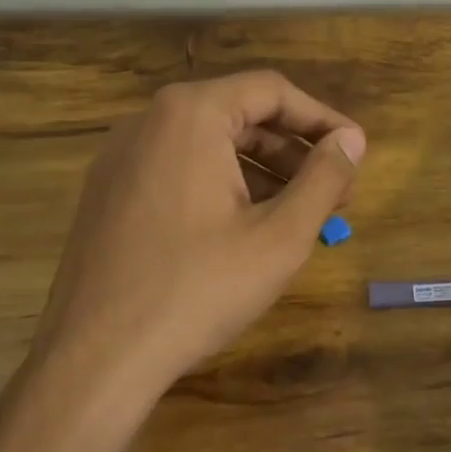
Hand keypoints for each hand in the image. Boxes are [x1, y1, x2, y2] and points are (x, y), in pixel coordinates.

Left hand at [37, 72, 365, 386]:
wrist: (94, 360)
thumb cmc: (197, 289)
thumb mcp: (279, 235)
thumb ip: (324, 178)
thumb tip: (353, 139)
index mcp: (190, 114)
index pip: (272, 91)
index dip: (322, 119)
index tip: (355, 152)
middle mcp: (148, 121)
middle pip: (239, 115)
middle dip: (294, 152)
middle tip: (336, 191)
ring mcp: (121, 157)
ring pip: (209, 146)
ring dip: (262, 172)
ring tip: (300, 214)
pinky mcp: (108, 193)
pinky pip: (179, 170)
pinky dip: (222, 186)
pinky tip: (247, 228)